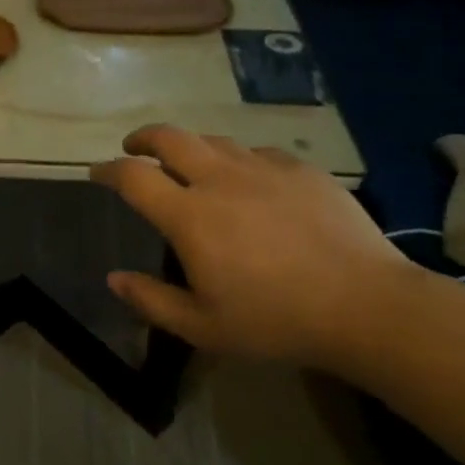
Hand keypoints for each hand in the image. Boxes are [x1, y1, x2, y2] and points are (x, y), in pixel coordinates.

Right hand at [90, 125, 418, 367]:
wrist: (367, 306)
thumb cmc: (276, 321)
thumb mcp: (203, 327)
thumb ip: (151, 301)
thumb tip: (113, 278)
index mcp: (189, 215)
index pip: (134, 177)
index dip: (108, 170)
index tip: (97, 172)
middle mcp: (220, 179)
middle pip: (170, 137)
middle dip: (143, 138)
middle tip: (134, 148)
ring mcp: (264, 169)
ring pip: (214, 140)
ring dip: (191, 146)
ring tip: (189, 163)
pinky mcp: (302, 170)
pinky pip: (258, 153)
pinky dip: (240, 161)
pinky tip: (249, 180)